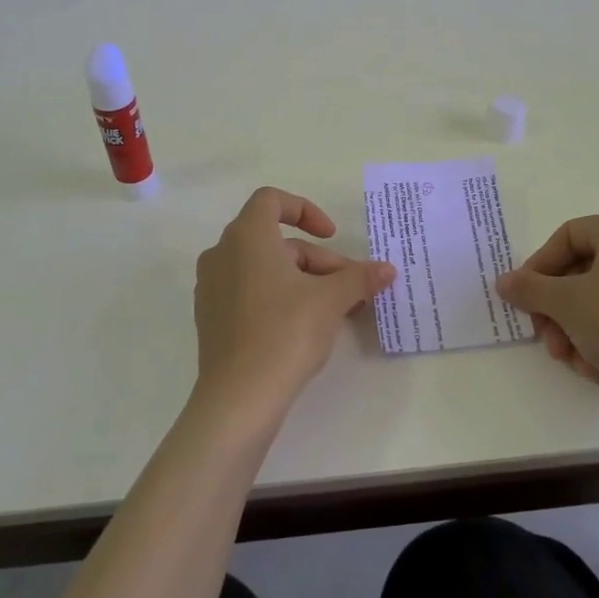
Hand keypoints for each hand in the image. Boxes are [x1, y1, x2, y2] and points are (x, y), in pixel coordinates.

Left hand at [191, 187, 395, 426]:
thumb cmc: (285, 332)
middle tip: (349, 289)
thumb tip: (387, 269)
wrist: (239, 397)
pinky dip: (278, 297)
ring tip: (334, 311)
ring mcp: (212, 288)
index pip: (271, 200)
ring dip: (302, 280)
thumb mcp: (331, 300)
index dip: (305, 210)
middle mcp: (222, 254)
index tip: (331, 235)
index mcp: (246, 237)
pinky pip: (248, 292)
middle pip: (275, 240)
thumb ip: (359, 278)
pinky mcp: (211, 318)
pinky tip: (304, 328)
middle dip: (317, 259)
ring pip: (264, 268)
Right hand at [496, 212, 598, 421]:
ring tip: (567, 358)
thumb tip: (504, 282)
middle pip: (583, 270)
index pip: (568, 236)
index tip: (523, 298)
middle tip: (542, 335)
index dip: (538, 267)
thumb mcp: (565, 303)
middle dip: (556, 307)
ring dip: (574, 328)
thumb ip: (528, 288)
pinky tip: (594, 366)